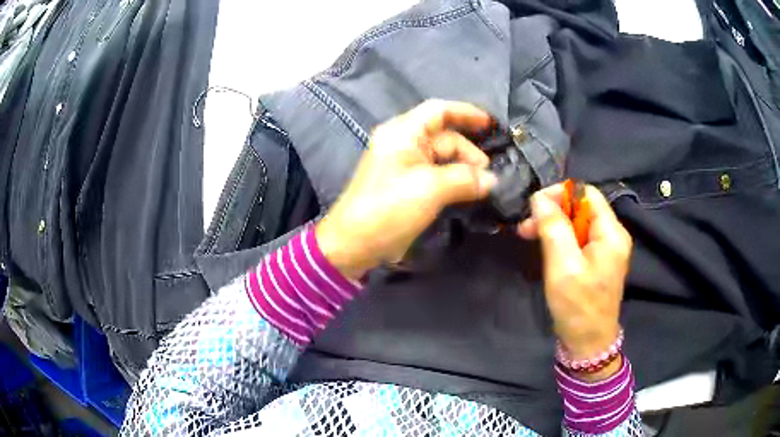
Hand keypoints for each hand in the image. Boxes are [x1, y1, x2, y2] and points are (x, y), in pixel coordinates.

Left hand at [317, 100, 497, 280]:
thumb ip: (464, 179)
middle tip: (488, 177)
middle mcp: (403, 143)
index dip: (466, 113)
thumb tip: (492, 180)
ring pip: (442, 158)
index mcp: (402, 133)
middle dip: (469, 152)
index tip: (491, 124)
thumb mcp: (430, 189)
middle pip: (444, 137)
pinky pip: (436, 175)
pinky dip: (454, 181)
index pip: (438, 111)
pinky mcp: (406, 186)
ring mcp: (404, 165)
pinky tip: (469, 192)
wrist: (354, 244)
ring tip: (483, 187)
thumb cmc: (388, 209)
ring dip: (464, 169)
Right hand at [518, 183, 631, 379]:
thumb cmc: (577, 306)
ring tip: (528, 235)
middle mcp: (612, 235)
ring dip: (553, 225)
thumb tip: (540, 198)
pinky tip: (544, 247)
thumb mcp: (563, 265)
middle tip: (525, 226)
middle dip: (553, 211)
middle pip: (581, 207)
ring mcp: (606, 249)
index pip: (586, 193)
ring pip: (577, 223)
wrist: (588, 343)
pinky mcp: (597, 261)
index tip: (534, 207)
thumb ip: (553, 227)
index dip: (560, 194)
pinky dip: (559, 239)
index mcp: (611, 232)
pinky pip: (578, 239)